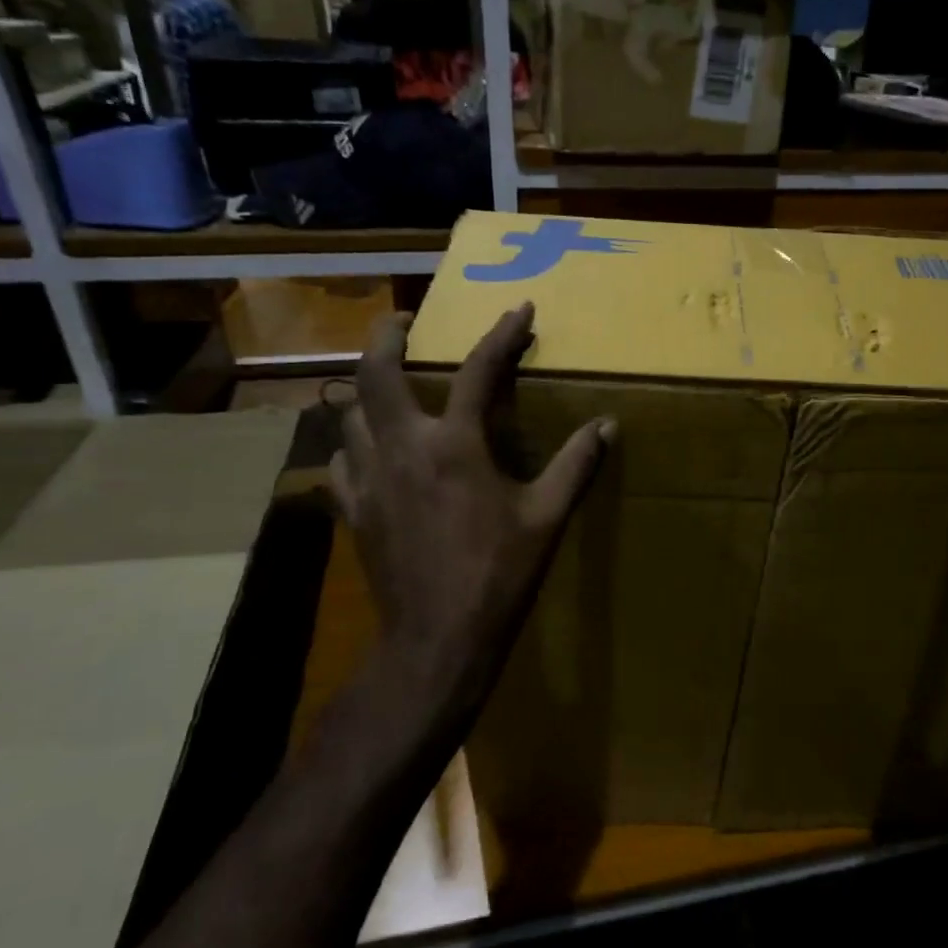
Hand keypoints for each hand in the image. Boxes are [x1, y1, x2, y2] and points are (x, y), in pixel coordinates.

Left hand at [329, 304, 613, 717]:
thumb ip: (576, 465)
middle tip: (401, 321)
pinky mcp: (353, 510)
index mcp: (455, 445)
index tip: (518, 309)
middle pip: (376, 373)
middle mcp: (403, 447)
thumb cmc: (499, 574)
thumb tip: (607, 426)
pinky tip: (368, 452)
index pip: (478, 370)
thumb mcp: (547, 517)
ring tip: (385, 386)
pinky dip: (352, 445)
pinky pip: (340, 460)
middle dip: (386, 336)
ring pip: (348, 414)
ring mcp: (369, 479)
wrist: (438, 638)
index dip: (501, 334)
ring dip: (366, 391)